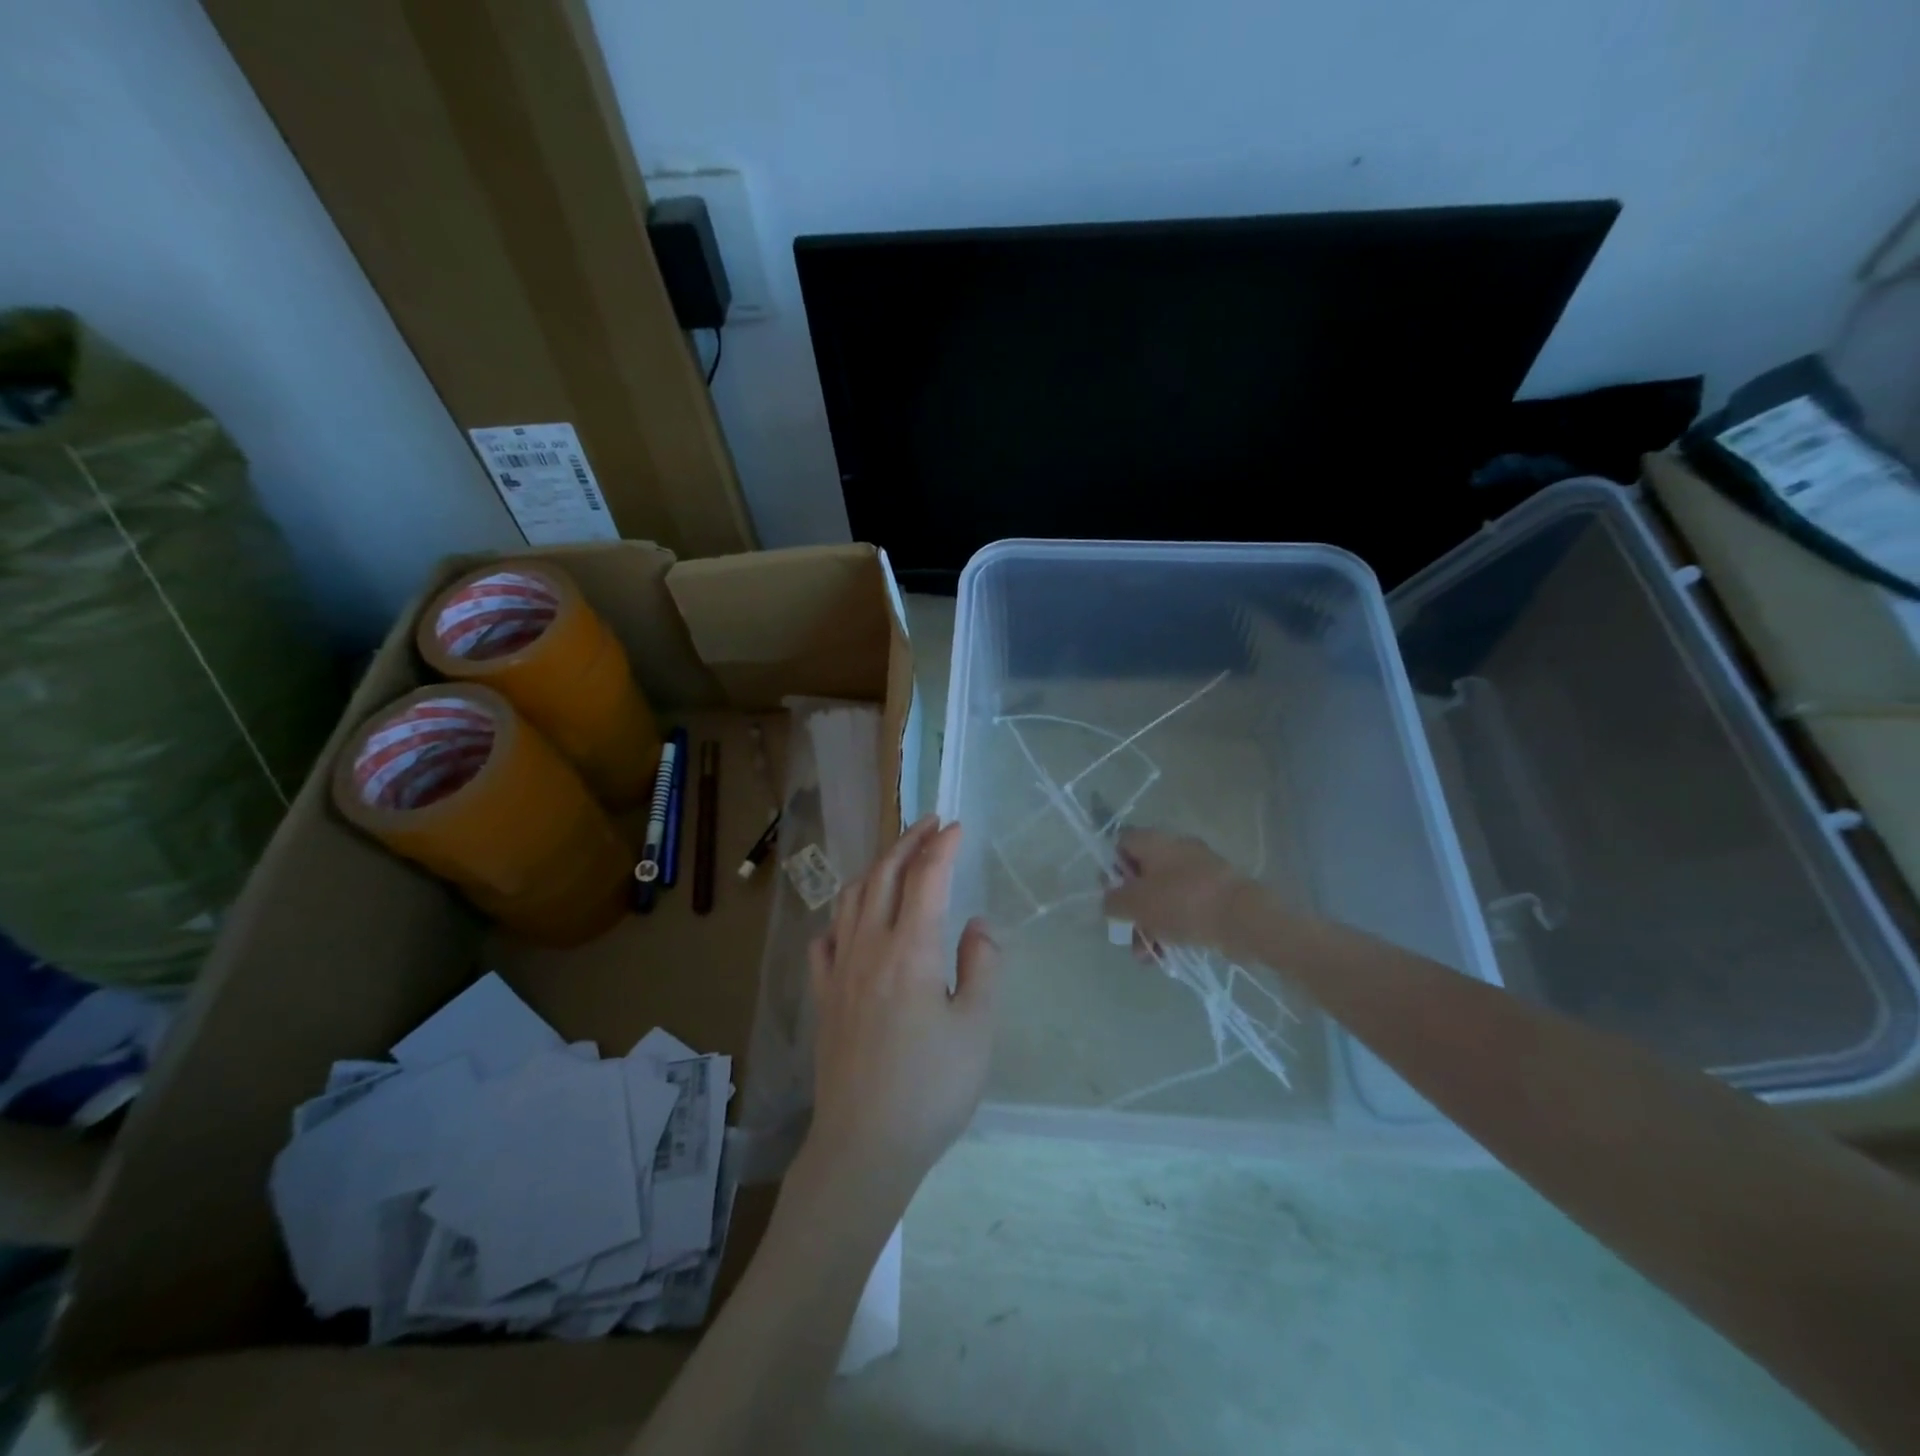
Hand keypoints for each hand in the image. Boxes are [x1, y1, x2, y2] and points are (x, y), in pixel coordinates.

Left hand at [802, 816, 999, 1209]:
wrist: (864, 1146)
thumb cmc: (931, 1089)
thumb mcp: (976, 1028)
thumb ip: (981, 966)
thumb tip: (977, 924)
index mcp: (910, 951)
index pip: (926, 879)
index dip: (943, 847)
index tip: (958, 826)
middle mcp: (868, 948)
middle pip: (884, 876)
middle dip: (907, 842)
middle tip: (929, 824)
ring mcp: (839, 972)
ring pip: (851, 900)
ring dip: (875, 869)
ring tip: (895, 858)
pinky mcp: (823, 998)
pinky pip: (825, 941)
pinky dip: (841, 918)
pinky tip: (850, 923)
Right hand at [1103, 827, 1250, 954]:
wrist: (1244, 918)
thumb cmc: (1182, 902)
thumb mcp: (1135, 903)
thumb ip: (1113, 902)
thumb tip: (1110, 902)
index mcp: (1154, 841)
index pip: (1121, 843)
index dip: (1110, 869)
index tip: (1110, 896)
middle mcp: (1176, 849)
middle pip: (1141, 874)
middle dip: (1131, 907)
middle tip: (1126, 932)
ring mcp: (1199, 872)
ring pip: (1163, 896)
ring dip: (1149, 924)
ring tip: (1145, 955)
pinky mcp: (1217, 894)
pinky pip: (1185, 908)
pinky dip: (1173, 928)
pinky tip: (1167, 954)